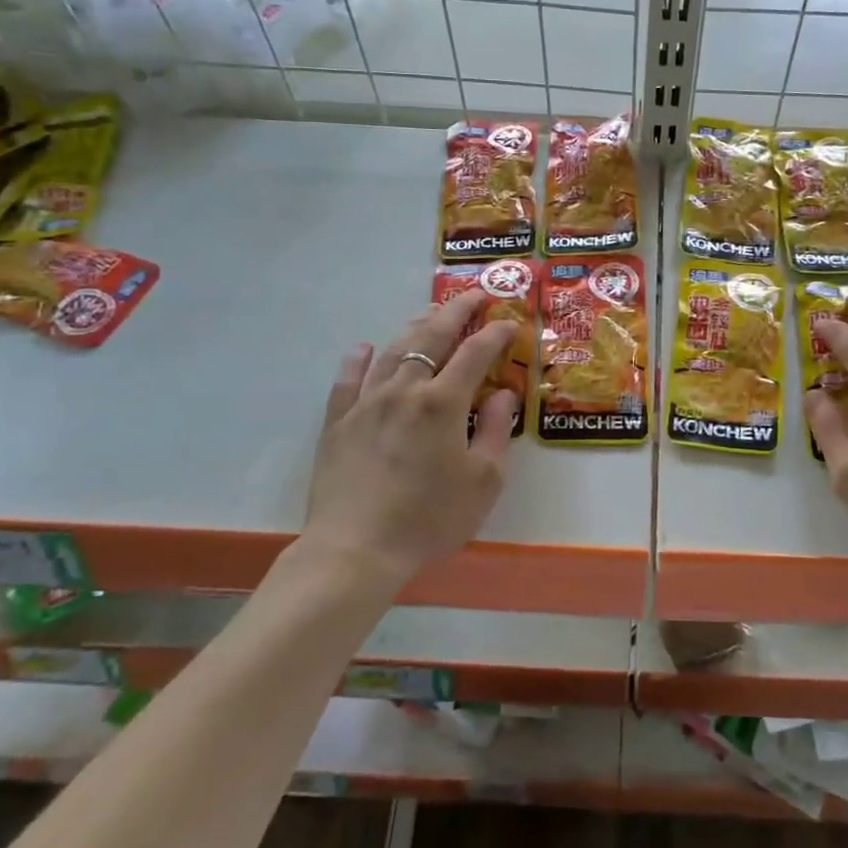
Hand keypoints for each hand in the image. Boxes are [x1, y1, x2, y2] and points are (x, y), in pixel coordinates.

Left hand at [299, 294, 517, 580]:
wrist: (355, 551)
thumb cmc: (429, 519)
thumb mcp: (483, 482)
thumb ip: (495, 430)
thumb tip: (502, 393)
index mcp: (443, 402)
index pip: (475, 353)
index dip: (495, 334)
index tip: (509, 323)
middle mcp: (404, 390)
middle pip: (432, 337)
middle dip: (456, 312)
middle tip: (473, 296)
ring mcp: (366, 403)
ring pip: (393, 351)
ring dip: (414, 327)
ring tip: (429, 315)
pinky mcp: (337, 422)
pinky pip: (347, 380)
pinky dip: (358, 359)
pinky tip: (364, 348)